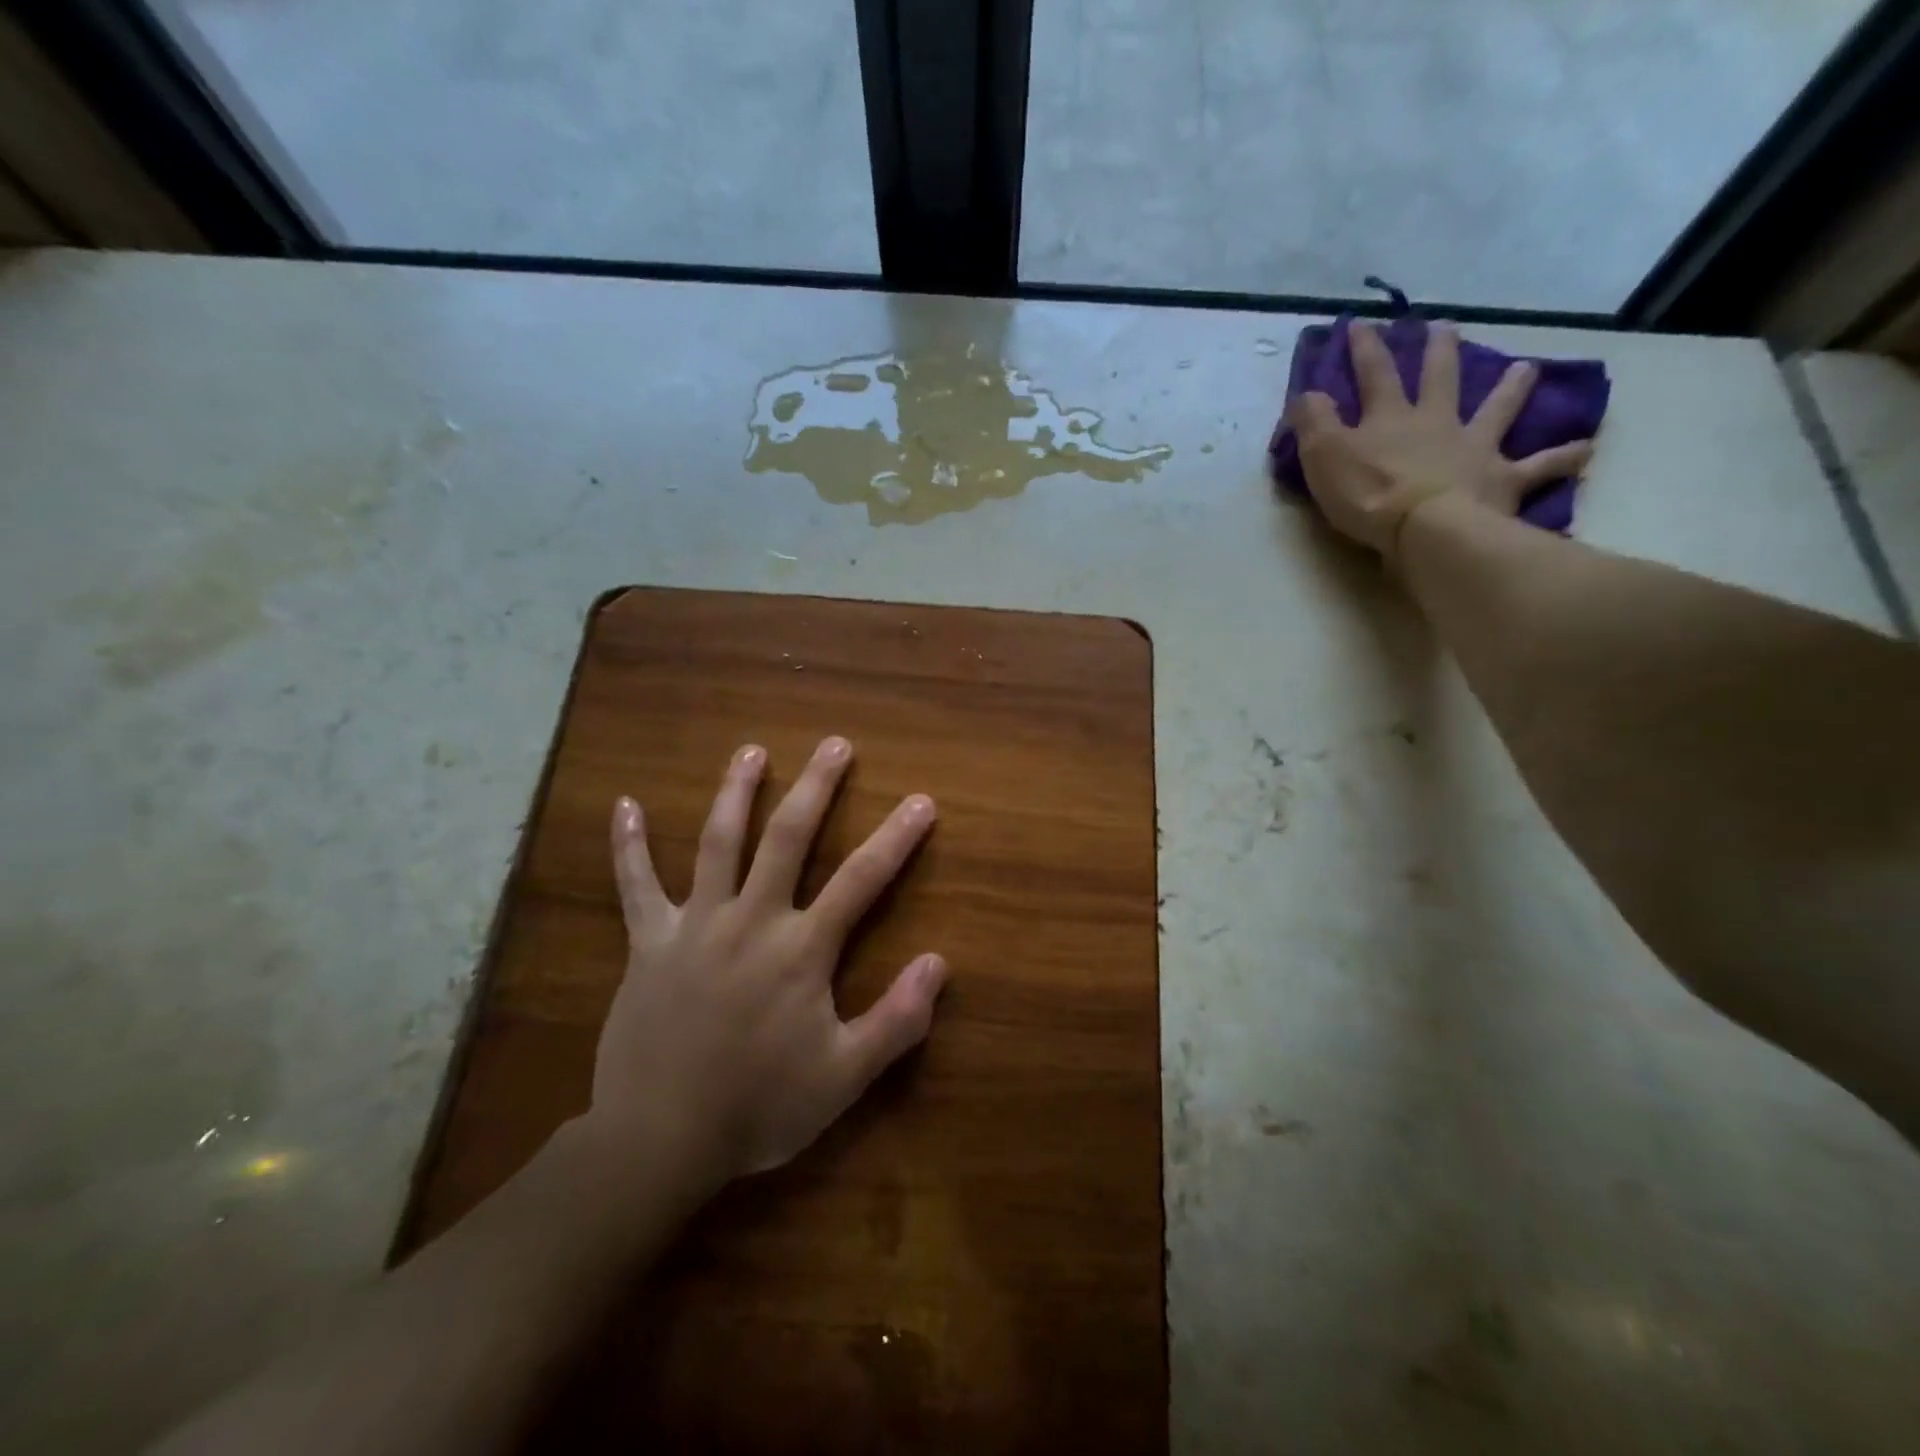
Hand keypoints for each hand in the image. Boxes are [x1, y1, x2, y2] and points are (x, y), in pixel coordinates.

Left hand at [590, 737, 946, 1181]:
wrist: (659, 1141)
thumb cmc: (758, 1109)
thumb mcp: (843, 1078)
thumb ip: (895, 1021)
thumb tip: (939, 963)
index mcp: (801, 950)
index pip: (861, 879)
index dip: (896, 837)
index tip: (921, 800)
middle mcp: (751, 920)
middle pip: (788, 838)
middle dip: (816, 787)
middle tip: (835, 744)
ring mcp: (695, 926)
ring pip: (717, 843)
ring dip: (736, 792)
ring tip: (751, 751)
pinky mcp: (648, 943)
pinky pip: (635, 886)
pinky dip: (628, 845)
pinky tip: (624, 804)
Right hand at [1287, 321, 1594, 560]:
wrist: (1426, 529)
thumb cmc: (1368, 494)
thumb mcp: (1323, 457)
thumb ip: (1314, 422)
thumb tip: (1307, 392)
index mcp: (1391, 419)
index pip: (1375, 375)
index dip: (1365, 349)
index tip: (1360, 324)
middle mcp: (1437, 423)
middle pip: (1440, 379)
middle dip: (1439, 352)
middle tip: (1445, 327)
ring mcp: (1475, 449)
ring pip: (1497, 411)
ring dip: (1511, 389)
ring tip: (1526, 369)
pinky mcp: (1502, 481)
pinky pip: (1539, 468)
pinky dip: (1562, 459)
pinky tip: (1585, 450)